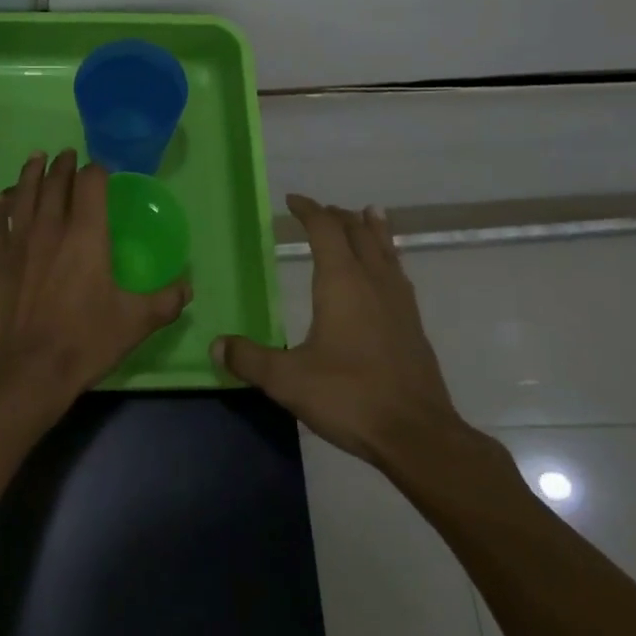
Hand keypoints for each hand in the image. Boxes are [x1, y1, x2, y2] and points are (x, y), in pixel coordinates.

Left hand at [0, 149, 190, 396]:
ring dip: (31, 172)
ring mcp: (18, 240)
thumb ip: (165, 301)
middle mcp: (50, 226)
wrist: (28, 369)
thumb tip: (188, 286)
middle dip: (64, 165)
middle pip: (55, 181)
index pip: (91, 183)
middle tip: (68, 155)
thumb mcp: (136, 322)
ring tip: (37, 158)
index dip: (97, 171)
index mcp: (86, 233)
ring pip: (23, 193)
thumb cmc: (85, 340)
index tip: (102, 170)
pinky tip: (1, 198)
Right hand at [212, 195, 473, 466]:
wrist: (417, 435)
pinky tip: (388, 270)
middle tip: (320, 211)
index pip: (325, 230)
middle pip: (357, 232)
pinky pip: (398, 272)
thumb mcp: (288, 380)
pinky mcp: (413, 324)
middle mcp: (373, 281)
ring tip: (366, 214)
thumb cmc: (349, 397)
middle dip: (337, 216)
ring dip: (370, 229)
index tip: (292, 200)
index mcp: (342, 282)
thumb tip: (217, 345)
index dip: (309, 210)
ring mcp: (399, 301)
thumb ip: (250, 359)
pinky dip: (388, 255)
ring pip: (385, 249)